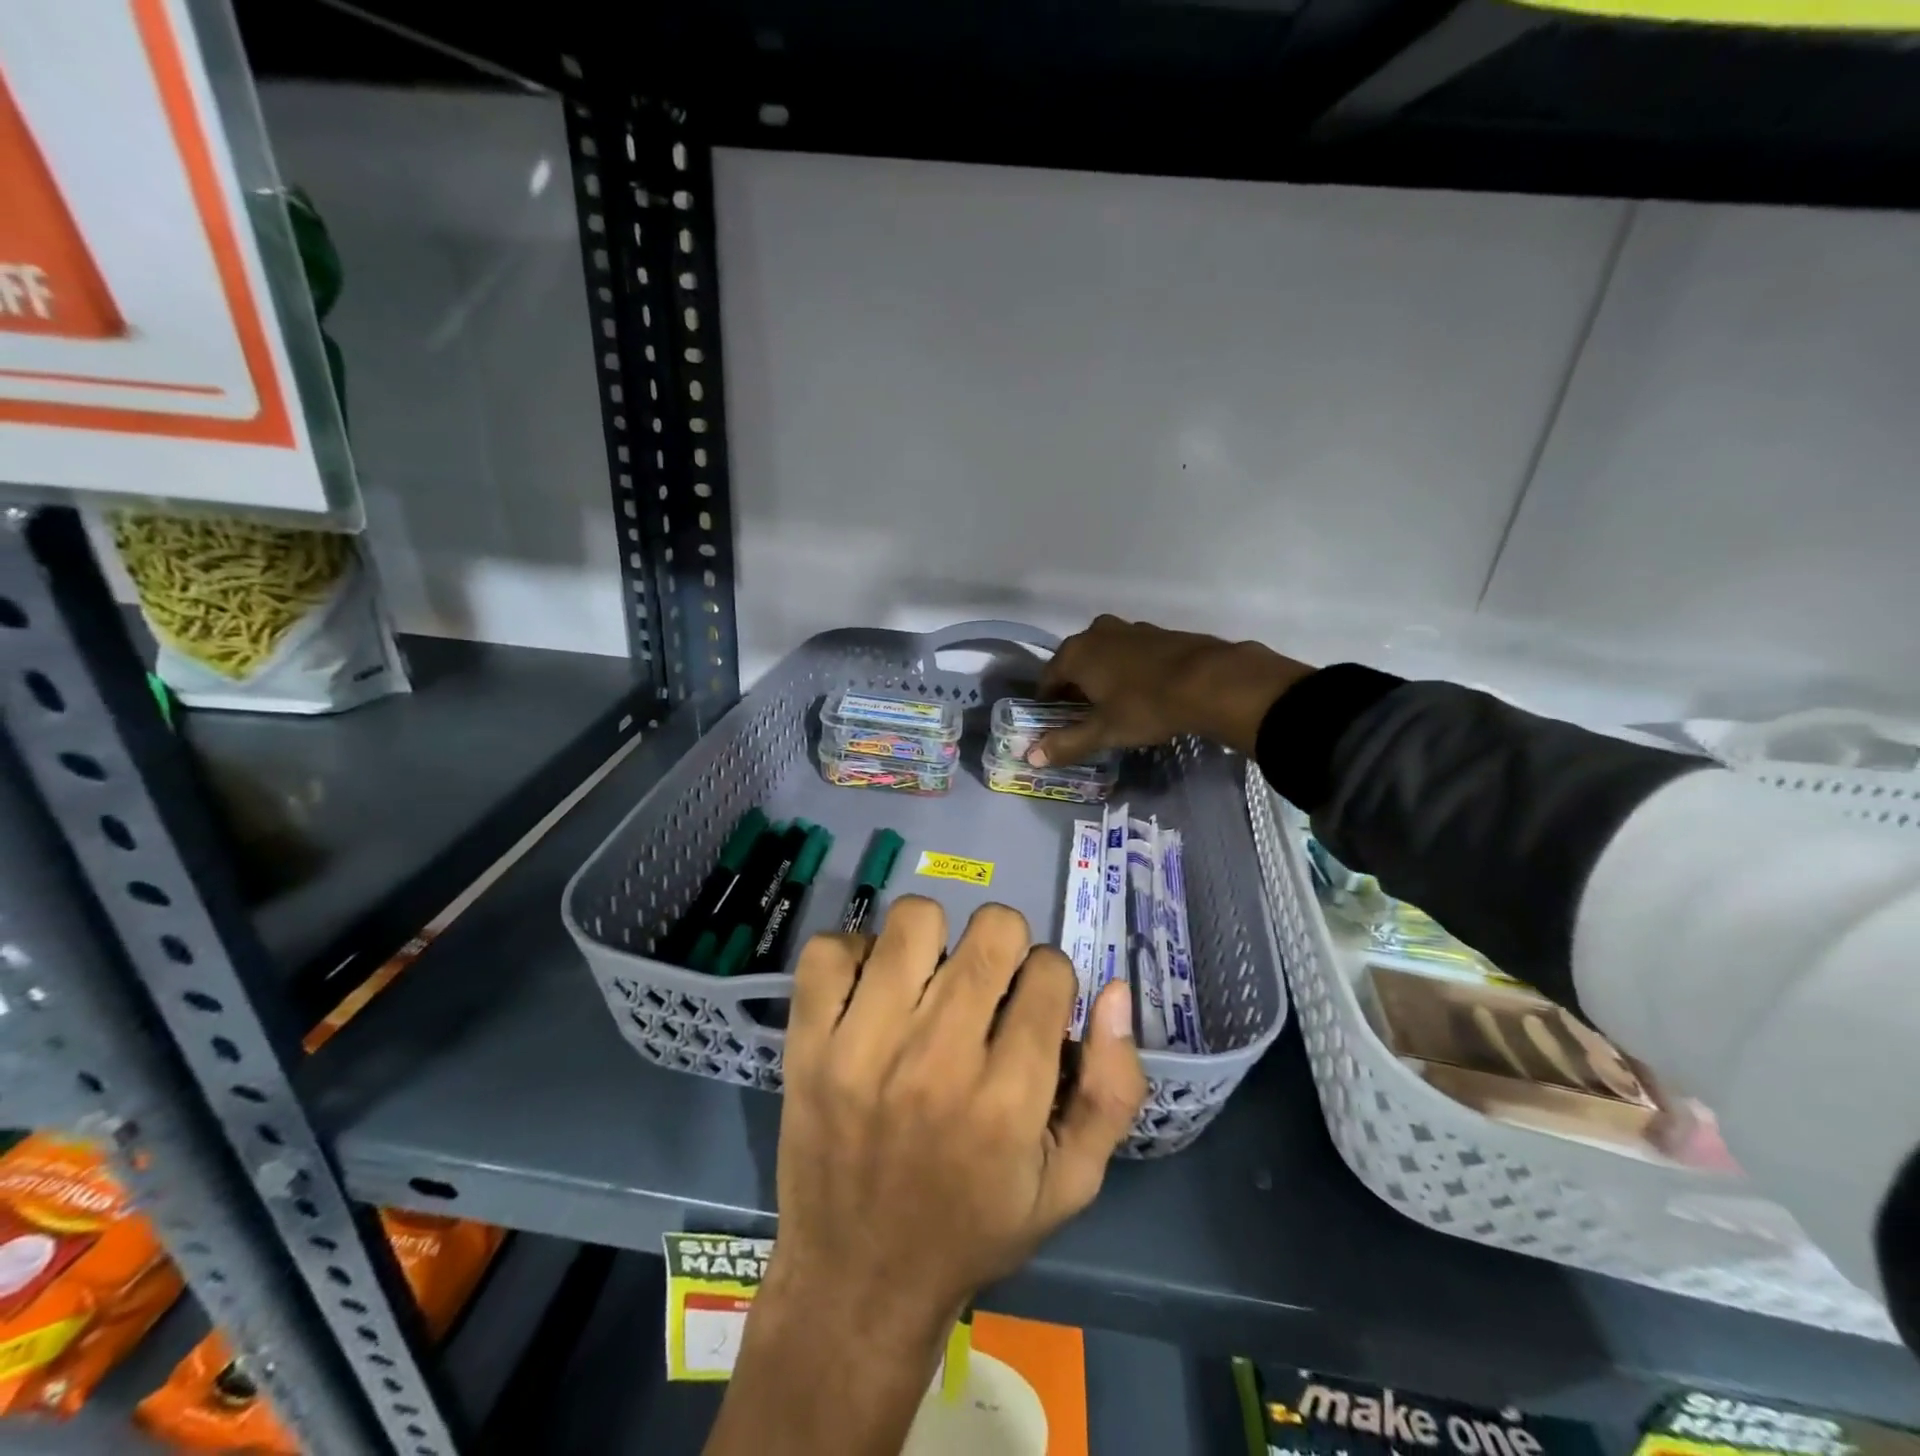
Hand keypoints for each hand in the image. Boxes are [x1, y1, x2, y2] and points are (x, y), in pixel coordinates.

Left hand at [765, 896, 1144, 1343]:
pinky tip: (871, 989)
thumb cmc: (973, 1231)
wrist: (858, 1284)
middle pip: (992, 931)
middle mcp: (937, 1062)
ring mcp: (862, 1047)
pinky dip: (855, 953)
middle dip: (1004, 945)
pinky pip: (829, 949)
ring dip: (933, 938)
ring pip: (915, 919)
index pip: (1050, 971)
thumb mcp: (1069, 1185)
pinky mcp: (809, 1044)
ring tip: (928, 980)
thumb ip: (1112, 1090)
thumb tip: (1116, 991)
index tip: (1033, 1007)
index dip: (1050, 980)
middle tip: (986, 985)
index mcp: (1007, 1101)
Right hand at [1034, 615, 1310, 764]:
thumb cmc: (1145, 706)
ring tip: (1113, 704)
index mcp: (1076, 652)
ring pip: (1106, 655)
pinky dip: (1130, 669)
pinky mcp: (1160, 633)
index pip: (1048, 677)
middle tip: (1083, 716)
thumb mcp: (1104, 731)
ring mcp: (1131, 629)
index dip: (1047, 701)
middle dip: (1076, 687)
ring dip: (1104, 676)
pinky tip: (1143, 691)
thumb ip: (1066, 743)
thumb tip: (1031, 757)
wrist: (1211, 681)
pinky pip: (1132, 653)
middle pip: (1076, 663)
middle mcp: (1098, 633)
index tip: (1052, 721)